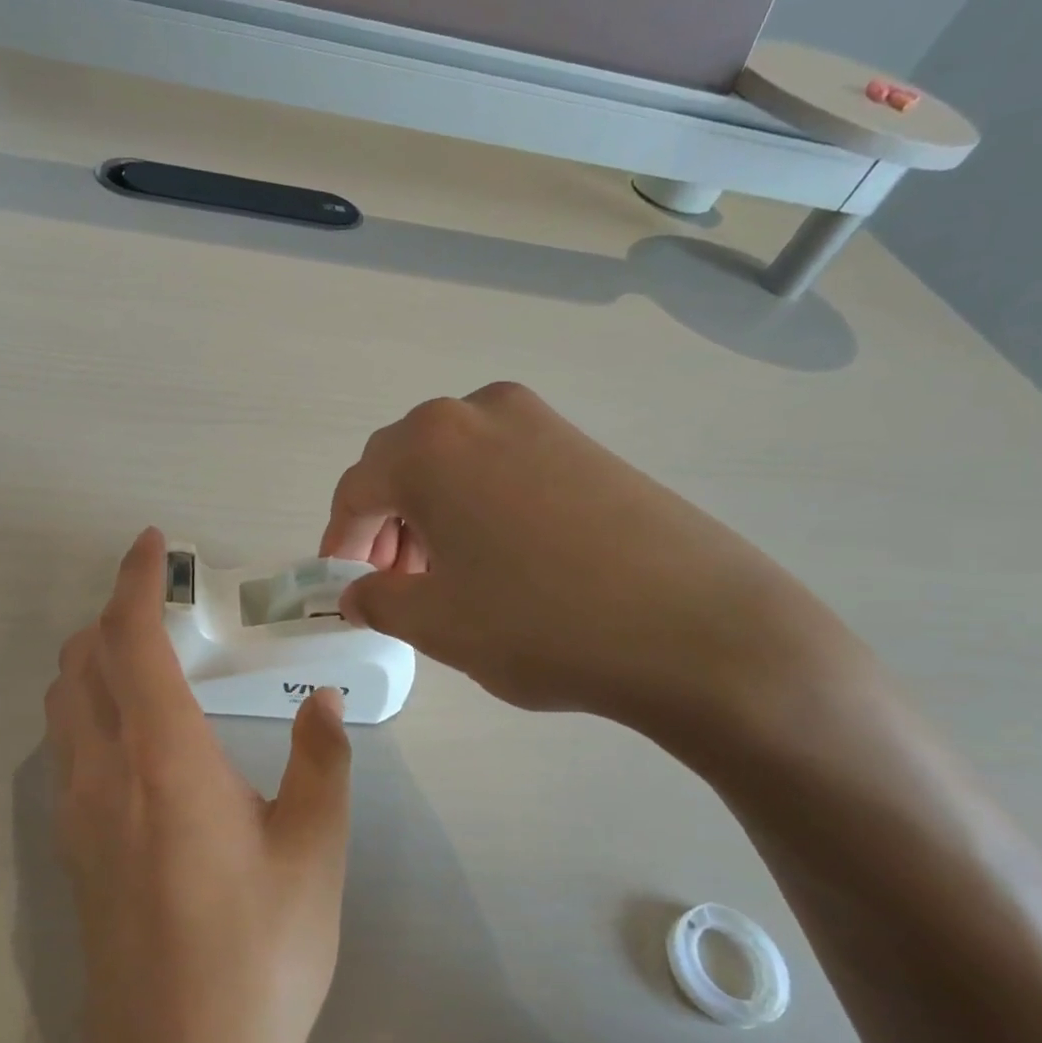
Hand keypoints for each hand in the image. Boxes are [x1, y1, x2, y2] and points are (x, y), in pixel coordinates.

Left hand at [45, 527, 352, 1042]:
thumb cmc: (259, 957)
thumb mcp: (314, 853)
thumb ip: (322, 764)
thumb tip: (323, 702)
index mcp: (165, 759)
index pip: (130, 640)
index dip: (135, 581)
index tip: (151, 546)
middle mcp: (105, 773)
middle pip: (81, 662)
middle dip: (111, 616)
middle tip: (163, 607)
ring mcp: (78, 815)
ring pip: (64, 705)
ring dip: (93, 662)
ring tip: (147, 660)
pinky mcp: (73, 852)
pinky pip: (67, 749)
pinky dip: (89, 709)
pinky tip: (136, 736)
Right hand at [321, 382, 856, 743]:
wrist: (700, 630)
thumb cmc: (541, 623)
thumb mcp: (436, 624)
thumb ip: (376, 600)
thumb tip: (358, 592)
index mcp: (429, 445)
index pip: (357, 489)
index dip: (341, 541)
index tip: (344, 584)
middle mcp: (478, 412)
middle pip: (402, 465)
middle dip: (385, 524)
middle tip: (393, 581)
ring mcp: (540, 421)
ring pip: (453, 463)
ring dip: (431, 513)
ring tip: (444, 574)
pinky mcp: (585, 444)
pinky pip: (502, 466)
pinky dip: (478, 505)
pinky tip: (499, 557)